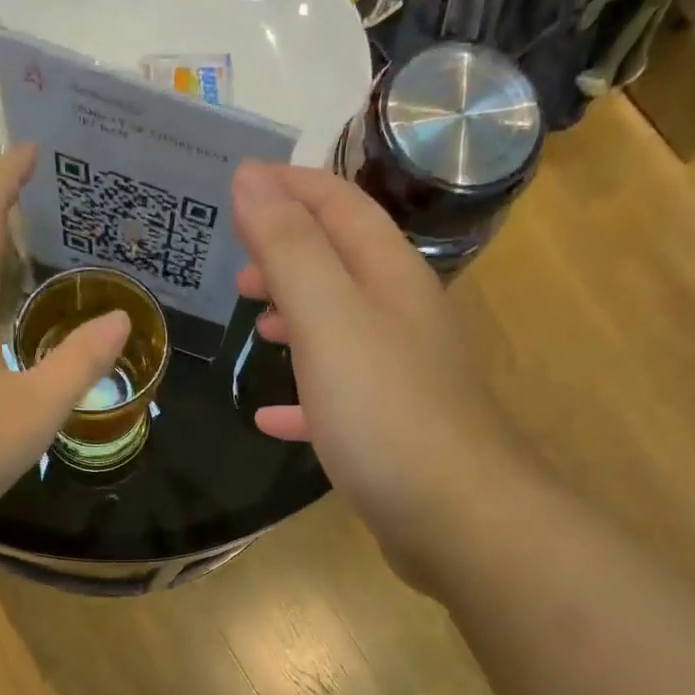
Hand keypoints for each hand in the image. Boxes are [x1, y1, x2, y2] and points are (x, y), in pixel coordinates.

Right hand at [232, 161, 518, 589]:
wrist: (456, 516)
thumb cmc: (386, 410)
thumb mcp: (328, 319)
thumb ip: (289, 249)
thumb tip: (250, 178)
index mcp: (391, 278)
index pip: (340, 207)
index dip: (290, 187)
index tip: (239, 183)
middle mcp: (403, 317)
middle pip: (342, 265)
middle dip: (288, 256)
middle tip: (238, 272)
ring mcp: (401, 376)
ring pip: (341, 329)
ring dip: (297, 318)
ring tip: (255, 326)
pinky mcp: (392, 429)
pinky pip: (338, 397)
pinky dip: (303, 395)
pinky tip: (271, 416)